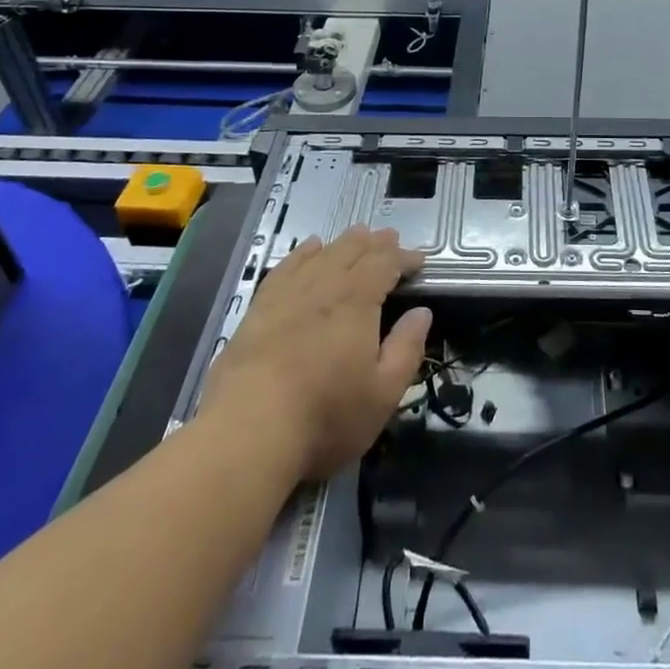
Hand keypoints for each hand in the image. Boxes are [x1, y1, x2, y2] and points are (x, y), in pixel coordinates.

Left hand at [199, 228, 429, 481]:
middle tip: (390, 239)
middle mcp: (323, 286)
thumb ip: (406, 348)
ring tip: (358, 236)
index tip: (419, 262)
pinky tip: (309, 248)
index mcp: (357, 301)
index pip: (385, 264)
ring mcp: (288, 294)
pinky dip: (303, 253)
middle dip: (375, 243)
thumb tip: (422, 312)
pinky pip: (286, 266)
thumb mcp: (383, 393)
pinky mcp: (259, 309)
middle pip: (352, 251)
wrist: (247, 432)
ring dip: (344, 243)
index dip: (404, 258)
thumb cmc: (325, 416)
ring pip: (321, 254)